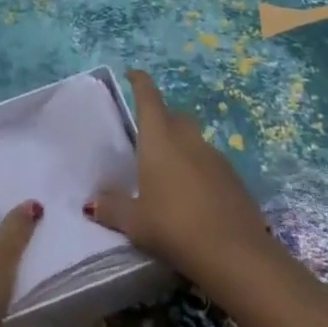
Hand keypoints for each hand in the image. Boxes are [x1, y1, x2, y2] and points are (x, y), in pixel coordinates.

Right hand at [86, 70, 278, 290]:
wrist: (235, 254)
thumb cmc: (174, 227)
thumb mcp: (135, 223)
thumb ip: (112, 209)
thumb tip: (92, 202)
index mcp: (160, 138)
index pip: (148, 97)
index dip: (140, 82)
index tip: (133, 73)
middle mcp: (188, 138)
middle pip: (173, 116)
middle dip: (161, 119)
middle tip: (146, 137)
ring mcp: (215, 156)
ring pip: (193, 140)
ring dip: (180, 146)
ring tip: (168, 172)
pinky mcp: (234, 178)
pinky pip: (209, 163)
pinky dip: (198, 169)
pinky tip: (193, 196)